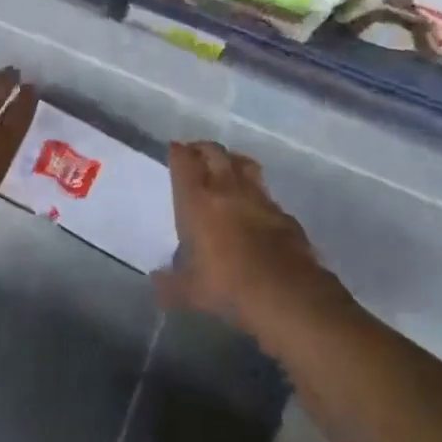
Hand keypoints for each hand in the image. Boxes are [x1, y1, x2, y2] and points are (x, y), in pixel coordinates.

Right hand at [158, 141, 341, 336]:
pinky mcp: (282, 212)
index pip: (184, 162)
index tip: (174, 149)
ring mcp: (259, 196)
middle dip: (203, 149)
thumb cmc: (228, 285)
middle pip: (214, 152)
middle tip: (196, 154)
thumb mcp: (190, 292)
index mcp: (198, 200)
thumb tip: (156, 283)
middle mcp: (227, 188)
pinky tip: (255, 205)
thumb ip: (169, 285)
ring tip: (227, 167)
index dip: (178, 152)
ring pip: (243, 164)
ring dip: (232, 161)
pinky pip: (265, 193)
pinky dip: (256, 193)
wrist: (285, 292)